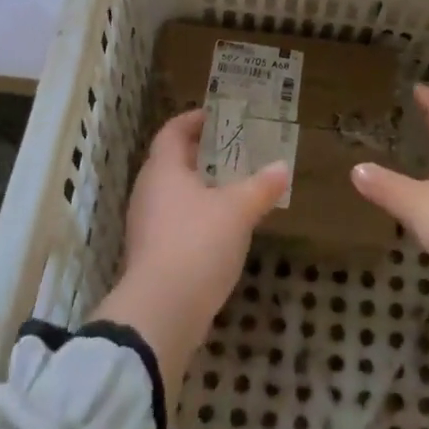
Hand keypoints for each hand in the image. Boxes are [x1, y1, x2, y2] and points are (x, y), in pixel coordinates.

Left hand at [91, 109, 289, 399]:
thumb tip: (282, 167)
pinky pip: (175, 221)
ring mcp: (146, 225)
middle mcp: (148, 191)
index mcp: (163, 169)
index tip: (217, 116)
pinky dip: (196, 215)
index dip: (192, 120)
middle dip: (201, 154)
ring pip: (173, 193)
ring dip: (200, 187)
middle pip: (172, 161)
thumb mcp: (239, 210)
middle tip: (233, 149)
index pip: (172, 131)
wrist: (161, 312)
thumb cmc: (198, 243)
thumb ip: (261, 186)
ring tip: (233, 186)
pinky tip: (222, 227)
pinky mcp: (151, 255)